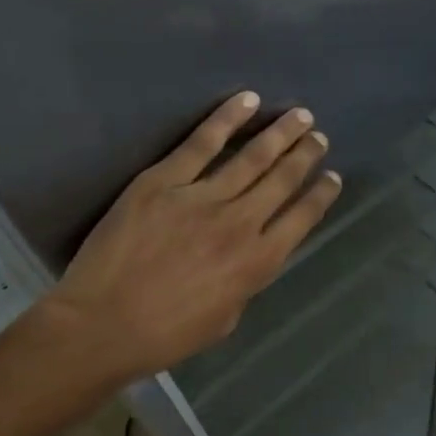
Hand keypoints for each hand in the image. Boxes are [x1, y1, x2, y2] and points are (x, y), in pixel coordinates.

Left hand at [40, 92, 340, 384]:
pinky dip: (227, 119)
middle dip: (305, 156)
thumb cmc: (167, 334)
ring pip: (252, 157)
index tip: (332, 177)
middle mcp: (240, 223)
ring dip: (280, 134)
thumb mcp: (226, 317)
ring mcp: (201, 198)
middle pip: (282, 180)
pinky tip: (247, 101)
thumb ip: (245, 280)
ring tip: (300, 116)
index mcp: (258, 262)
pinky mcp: (163, 182)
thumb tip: (248, 254)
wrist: (104, 325)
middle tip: (319, 137)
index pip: (302, 218)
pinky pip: (201, 143)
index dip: (321, 195)